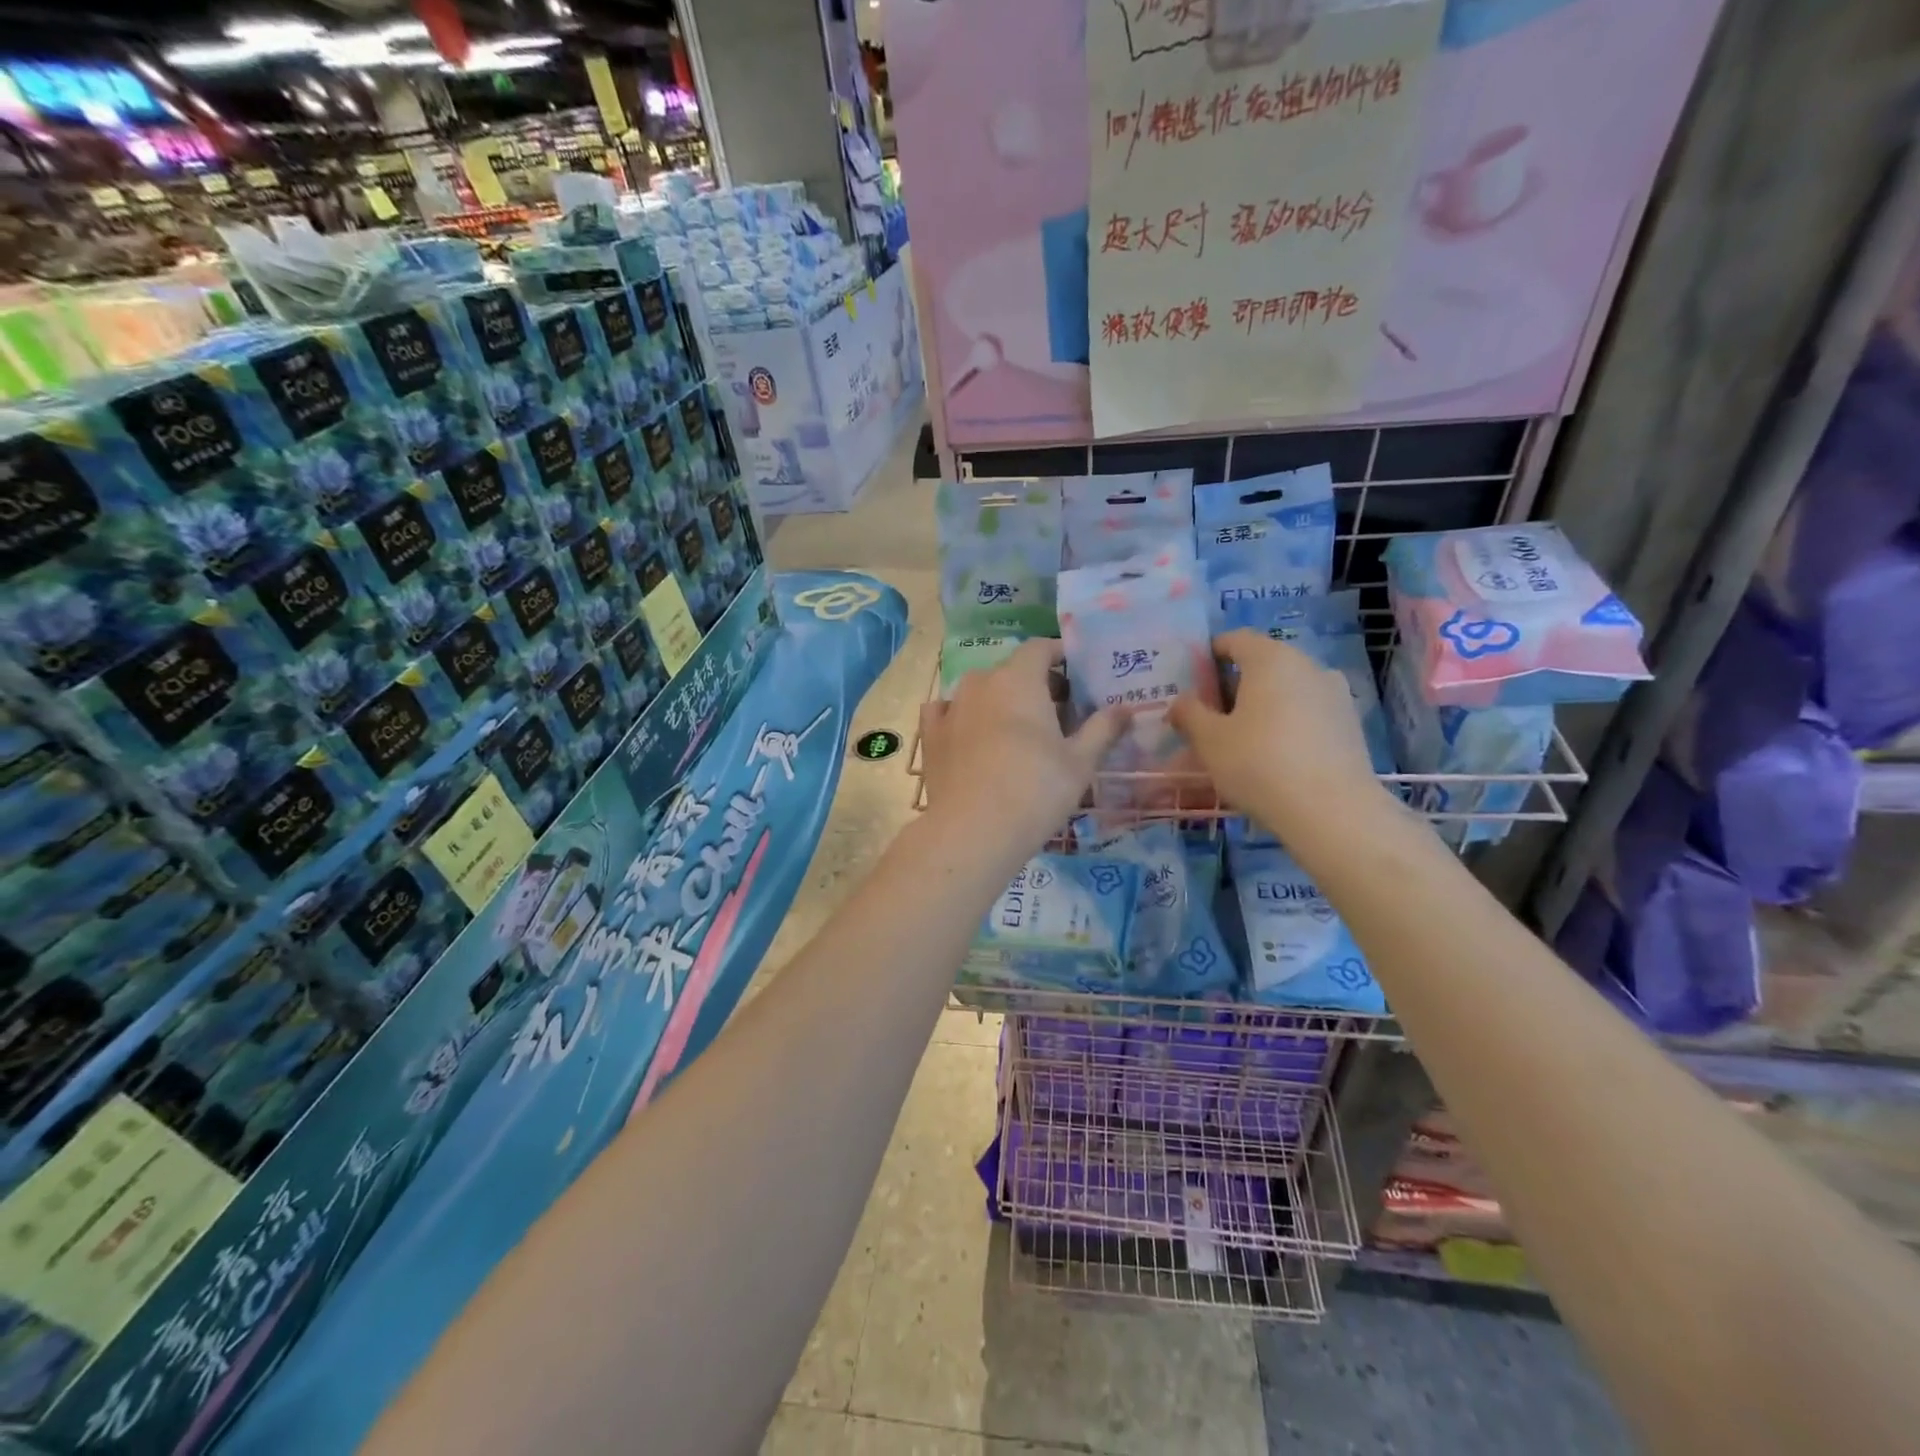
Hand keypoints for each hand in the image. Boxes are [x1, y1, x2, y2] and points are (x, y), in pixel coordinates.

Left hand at [919, 639, 1124, 854]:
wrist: (973, 831)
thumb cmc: (1036, 790)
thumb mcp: (1080, 762)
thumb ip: (1102, 729)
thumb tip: (1125, 709)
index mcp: (1019, 679)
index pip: (1040, 648)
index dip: (1059, 655)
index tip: (1076, 673)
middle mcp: (980, 683)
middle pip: (1011, 670)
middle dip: (1034, 684)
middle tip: (1056, 715)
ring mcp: (950, 708)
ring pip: (979, 692)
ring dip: (999, 701)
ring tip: (1017, 732)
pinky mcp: (930, 736)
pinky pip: (946, 712)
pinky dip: (963, 717)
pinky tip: (971, 736)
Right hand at [1169, 629, 1391, 839]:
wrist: (1332, 812)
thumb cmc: (1259, 764)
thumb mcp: (1209, 740)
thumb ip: (1190, 714)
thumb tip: (1181, 702)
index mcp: (1271, 659)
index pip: (1235, 639)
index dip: (1210, 654)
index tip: (1193, 679)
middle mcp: (1308, 666)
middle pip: (1263, 664)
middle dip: (1234, 685)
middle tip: (1211, 716)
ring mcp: (1335, 695)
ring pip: (1287, 691)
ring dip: (1262, 707)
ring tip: (1240, 741)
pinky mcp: (1350, 725)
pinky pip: (1307, 714)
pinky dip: (1286, 725)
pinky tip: (1273, 757)